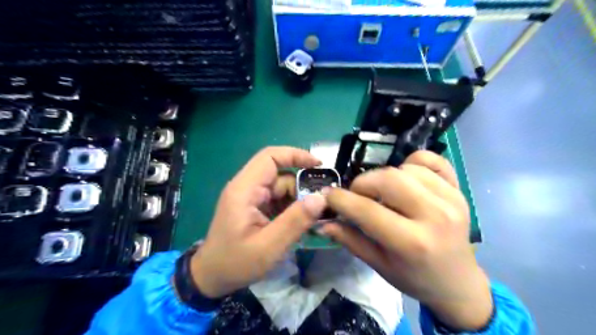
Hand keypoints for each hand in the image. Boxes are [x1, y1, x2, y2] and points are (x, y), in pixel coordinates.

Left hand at [188, 147, 324, 297]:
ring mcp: (250, 197)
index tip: (319, 165)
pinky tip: (301, 223)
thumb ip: (295, 221)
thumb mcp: (269, 246)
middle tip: (321, 206)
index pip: (270, 157)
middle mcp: (247, 187)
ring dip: (298, 200)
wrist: (211, 277)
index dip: (295, 155)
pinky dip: (291, 208)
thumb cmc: (235, 263)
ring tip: (313, 219)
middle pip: (280, 174)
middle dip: (302, 188)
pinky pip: (278, 199)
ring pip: (282, 188)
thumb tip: (321, 197)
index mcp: (245, 189)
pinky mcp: (254, 206)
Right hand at [324, 152, 490, 329]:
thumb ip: (349, 239)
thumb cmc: (414, 278)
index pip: (367, 210)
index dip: (340, 199)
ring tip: (383, 193)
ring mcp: (451, 199)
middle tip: (357, 195)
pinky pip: (431, 160)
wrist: (457, 282)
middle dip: (362, 183)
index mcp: (412, 243)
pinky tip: (406, 179)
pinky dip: (412, 163)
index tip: (327, 195)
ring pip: (406, 167)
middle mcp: (435, 216)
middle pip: (388, 179)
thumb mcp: (378, 264)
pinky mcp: (459, 189)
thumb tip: (322, 222)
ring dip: (385, 176)